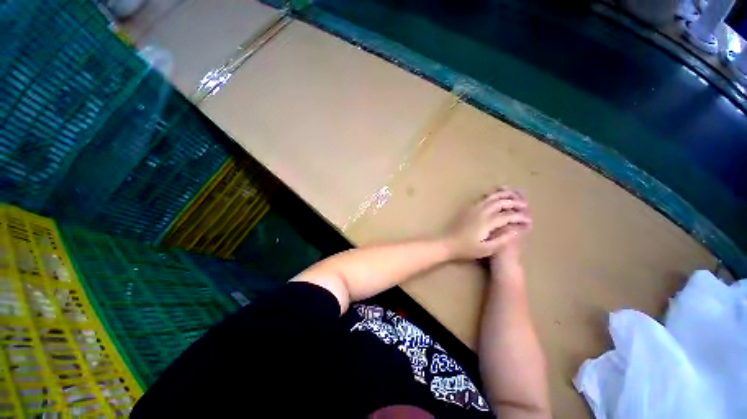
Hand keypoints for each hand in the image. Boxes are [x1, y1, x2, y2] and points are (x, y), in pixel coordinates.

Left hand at [443, 189, 531, 259]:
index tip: (529, 221)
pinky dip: (492, 195)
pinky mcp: (468, 209)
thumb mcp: (487, 249)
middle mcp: (481, 212)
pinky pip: (483, 198)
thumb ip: (503, 239)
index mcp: (487, 222)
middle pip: (501, 202)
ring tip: (514, 195)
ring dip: (504, 195)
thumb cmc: (467, 249)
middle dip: (515, 203)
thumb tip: (517, 229)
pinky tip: (496, 196)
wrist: (448, 243)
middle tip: (525, 206)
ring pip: (491, 197)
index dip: (520, 217)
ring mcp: (473, 209)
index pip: (508, 216)